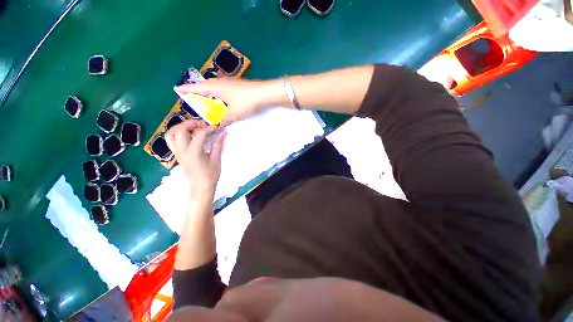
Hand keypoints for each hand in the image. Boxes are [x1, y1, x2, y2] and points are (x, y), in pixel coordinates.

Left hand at [165, 120, 225, 201]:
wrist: (200, 187)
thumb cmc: (210, 175)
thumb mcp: (216, 159)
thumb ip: (218, 144)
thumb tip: (223, 133)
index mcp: (193, 152)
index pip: (199, 134)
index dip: (209, 128)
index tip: (217, 128)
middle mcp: (182, 150)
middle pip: (180, 130)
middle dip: (192, 123)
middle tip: (203, 124)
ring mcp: (177, 152)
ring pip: (171, 134)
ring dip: (180, 127)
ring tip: (192, 127)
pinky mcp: (177, 154)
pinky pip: (171, 140)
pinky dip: (177, 133)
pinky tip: (187, 135)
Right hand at [175, 78, 282, 125]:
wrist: (265, 93)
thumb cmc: (246, 101)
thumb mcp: (233, 113)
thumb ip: (223, 121)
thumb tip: (215, 126)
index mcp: (215, 87)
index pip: (196, 87)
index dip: (187, 90)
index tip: (178, 90)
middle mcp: (221, 83)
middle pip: (205, 87)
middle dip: (198, 92)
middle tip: (192, 97)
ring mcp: (230, 83)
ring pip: (215, 88)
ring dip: (209, 94)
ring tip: (205, 100)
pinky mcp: (237, 86)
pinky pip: (223, 90)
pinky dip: (219, 96)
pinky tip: (222, 100)